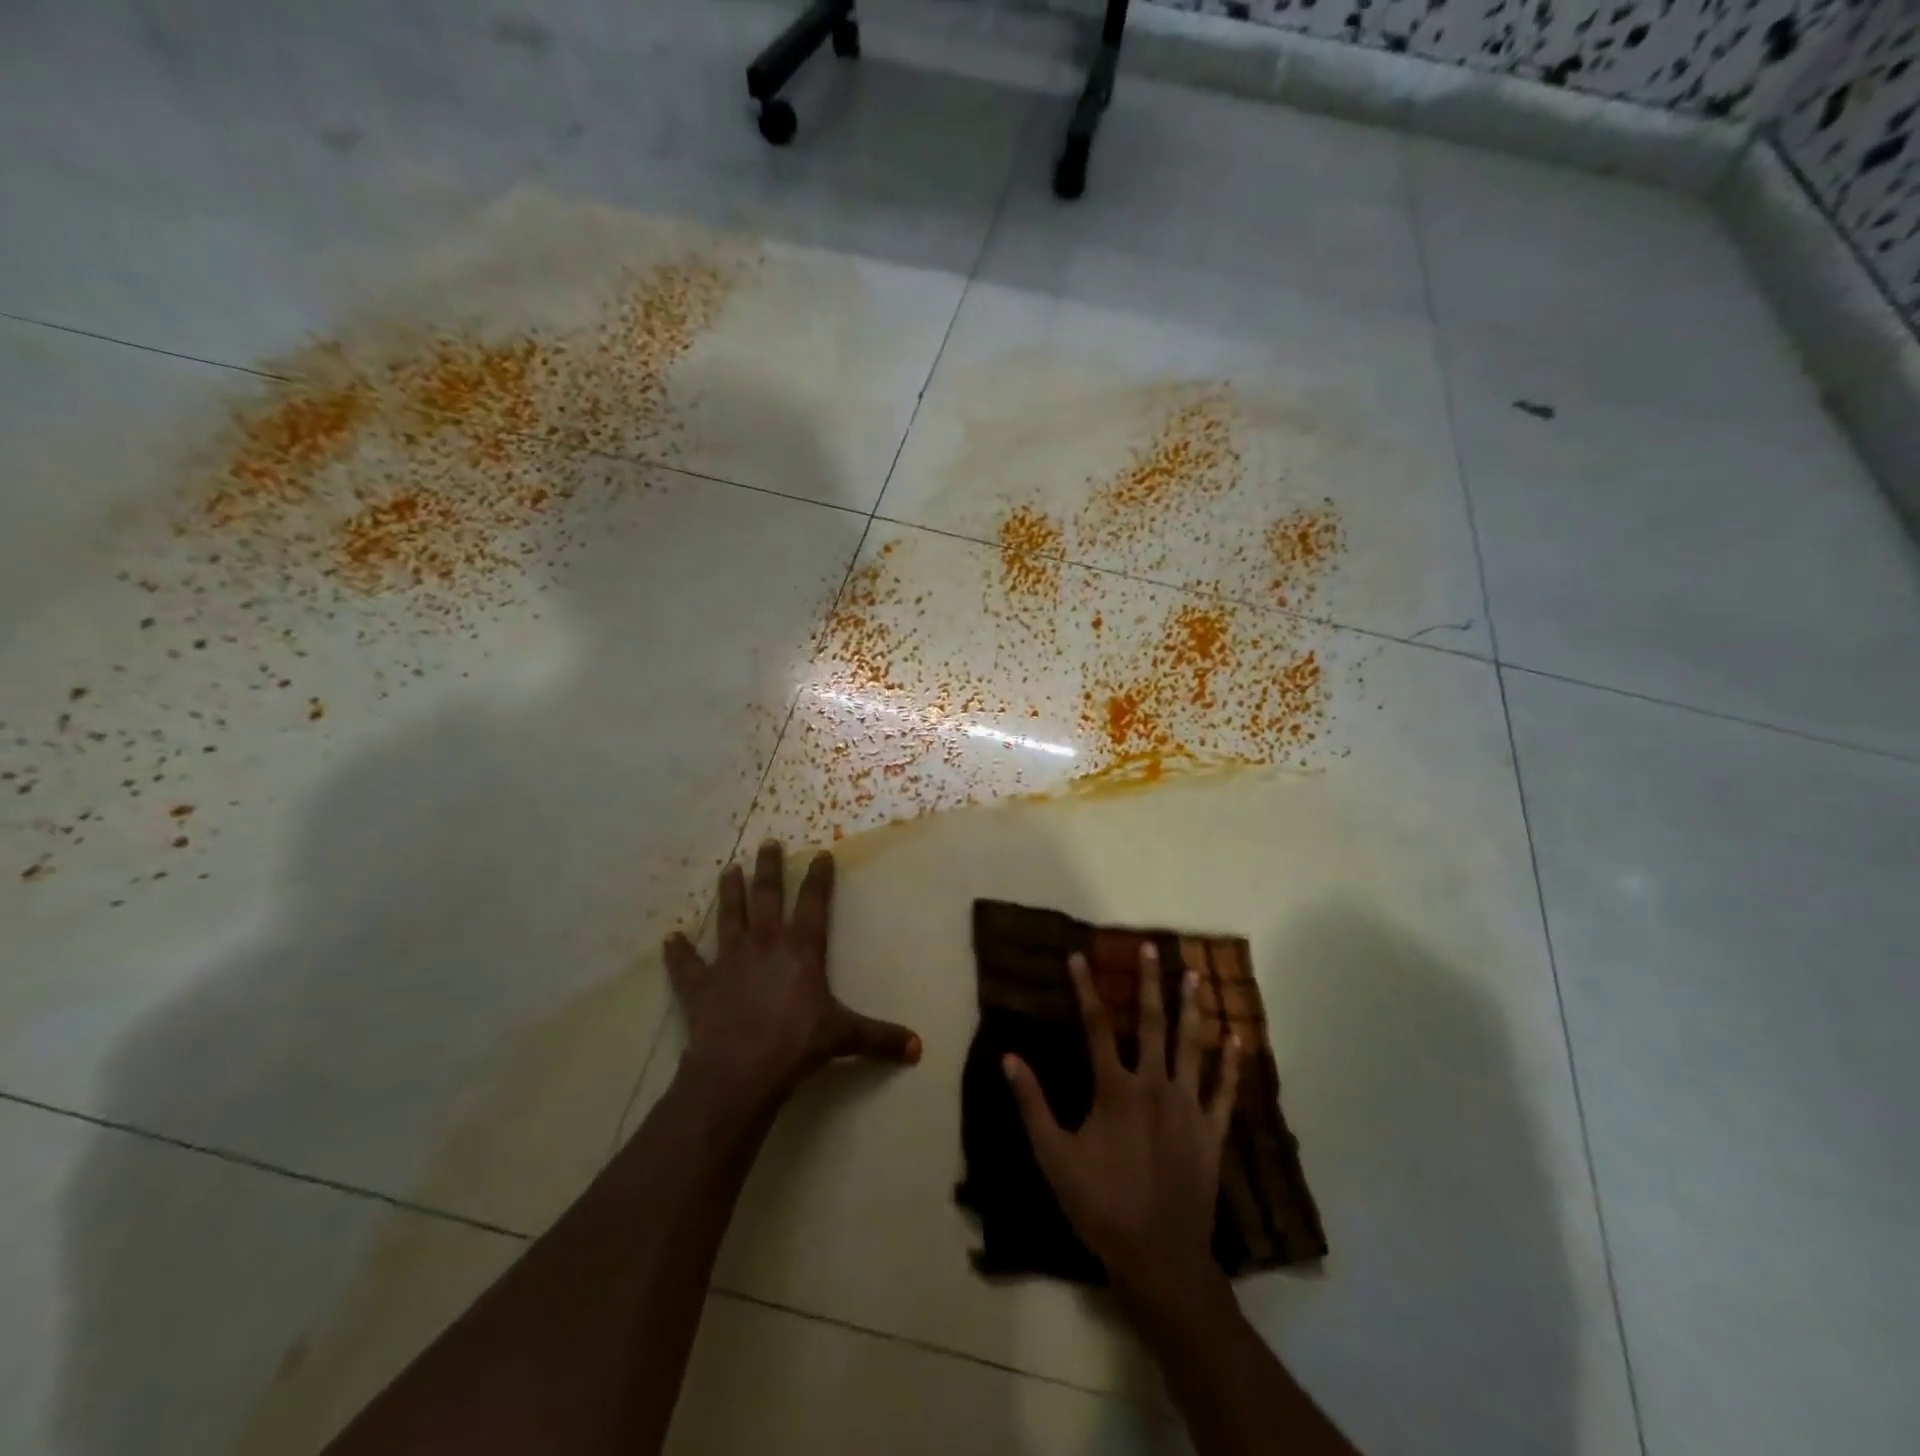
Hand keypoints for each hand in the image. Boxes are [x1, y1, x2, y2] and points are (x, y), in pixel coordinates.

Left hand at [664, 841, 921, 1105]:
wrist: (741, 1070)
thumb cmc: (797, 1044)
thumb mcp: (845, 1037)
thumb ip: (880, 1038)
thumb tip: (918, 1048)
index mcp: (801, 949)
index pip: (813, 903)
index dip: (818, 878)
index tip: (820, 854)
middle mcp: (765, 945)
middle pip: (766, 898)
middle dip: (768, 869)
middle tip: (767, 843)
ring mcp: (730, 963)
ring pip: (729, 918)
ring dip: (728, 893)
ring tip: (727, 869)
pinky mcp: (701, 987)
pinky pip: (687, 966)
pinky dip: (677, 953)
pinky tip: (669, 938)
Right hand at [1003, 944, 1241, 1320]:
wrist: (1159, 1257)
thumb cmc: (1100, 1205)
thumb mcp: (1053, 1156)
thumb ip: (1031, 1104)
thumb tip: (1009, 1058)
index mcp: (1115, 1088)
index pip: (1095, 1026)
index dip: (1084, 989)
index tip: (1078, 956)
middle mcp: (1154, 1085)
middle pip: (1152, 1023)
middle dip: (1149, 982)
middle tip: (1152, 948)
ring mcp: (1188, 1107)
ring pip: (1192, 1046)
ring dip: (1192, 1008)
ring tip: (1196, 975)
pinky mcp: (1212, 1132)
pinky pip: (1224, 1092)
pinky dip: (1231, 1066)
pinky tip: (1237, 1040)